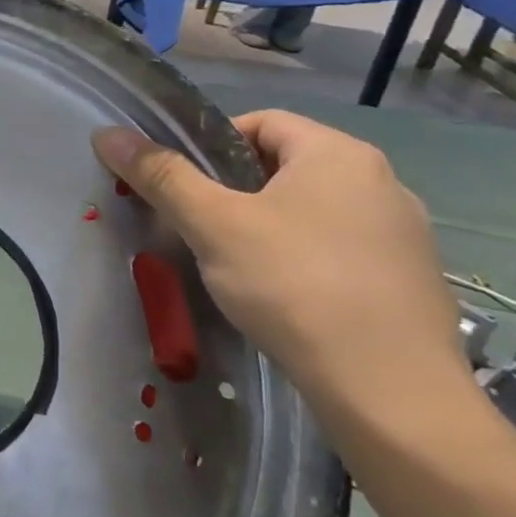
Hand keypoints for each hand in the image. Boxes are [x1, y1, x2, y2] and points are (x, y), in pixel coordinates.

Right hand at [91, 111, 467, 427]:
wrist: (391, 394)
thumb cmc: (295, 286)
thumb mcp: (213, 224)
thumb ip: (161, 175)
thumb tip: (107, 133)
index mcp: (340, 154)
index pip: (260, 122)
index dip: (209, 145)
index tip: (179, 186)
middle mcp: (382, 182)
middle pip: (282, 166)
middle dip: (230, 191)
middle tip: (194, 226)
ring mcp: (403, 234)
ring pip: (308, 211)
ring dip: (262, 226)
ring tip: (229, 265)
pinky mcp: (408, 281)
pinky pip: (336, 249)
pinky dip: (298, 259)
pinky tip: (278, 296)